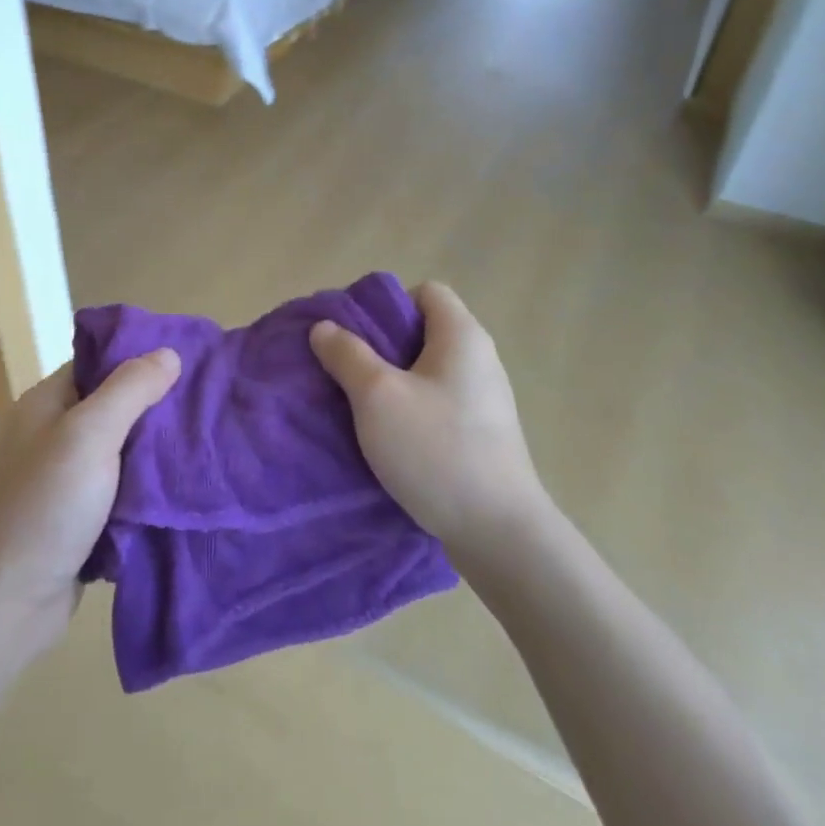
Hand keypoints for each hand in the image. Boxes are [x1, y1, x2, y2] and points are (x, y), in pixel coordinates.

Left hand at [0, 350, 179, 663]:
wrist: (10, 602)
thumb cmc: (47, 505)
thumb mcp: (88, 435)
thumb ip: (129, 390)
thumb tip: (169, 353)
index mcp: (47, 403)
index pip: (99, 363)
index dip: (139, 358)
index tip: (188, 360)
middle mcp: (55, 434)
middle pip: (115, 405)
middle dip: (157, 404)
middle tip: (206, 402)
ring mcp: (68, 477)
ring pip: (124, 448)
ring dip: (157, 448)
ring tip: (206, 438)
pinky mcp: (83, 515)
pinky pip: (124, 487)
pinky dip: (149, 485)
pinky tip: (184, 482)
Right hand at [309, 281, 544, 562]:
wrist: (499, 533)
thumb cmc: (436, 449)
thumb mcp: (377, 396)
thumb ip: (347, 354)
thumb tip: (325, 327)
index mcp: (462, 336)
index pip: (426, 292)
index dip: (389, 305)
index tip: (358, 337)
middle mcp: (480, 359)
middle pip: (424, 332)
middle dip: (382, 347)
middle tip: (348, 372)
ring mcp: (485, 400)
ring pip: (428, 372)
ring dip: (392, 383)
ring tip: (361, 408)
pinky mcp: (483, 435)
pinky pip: (438, 404)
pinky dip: (411, 411)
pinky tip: (389, 439)